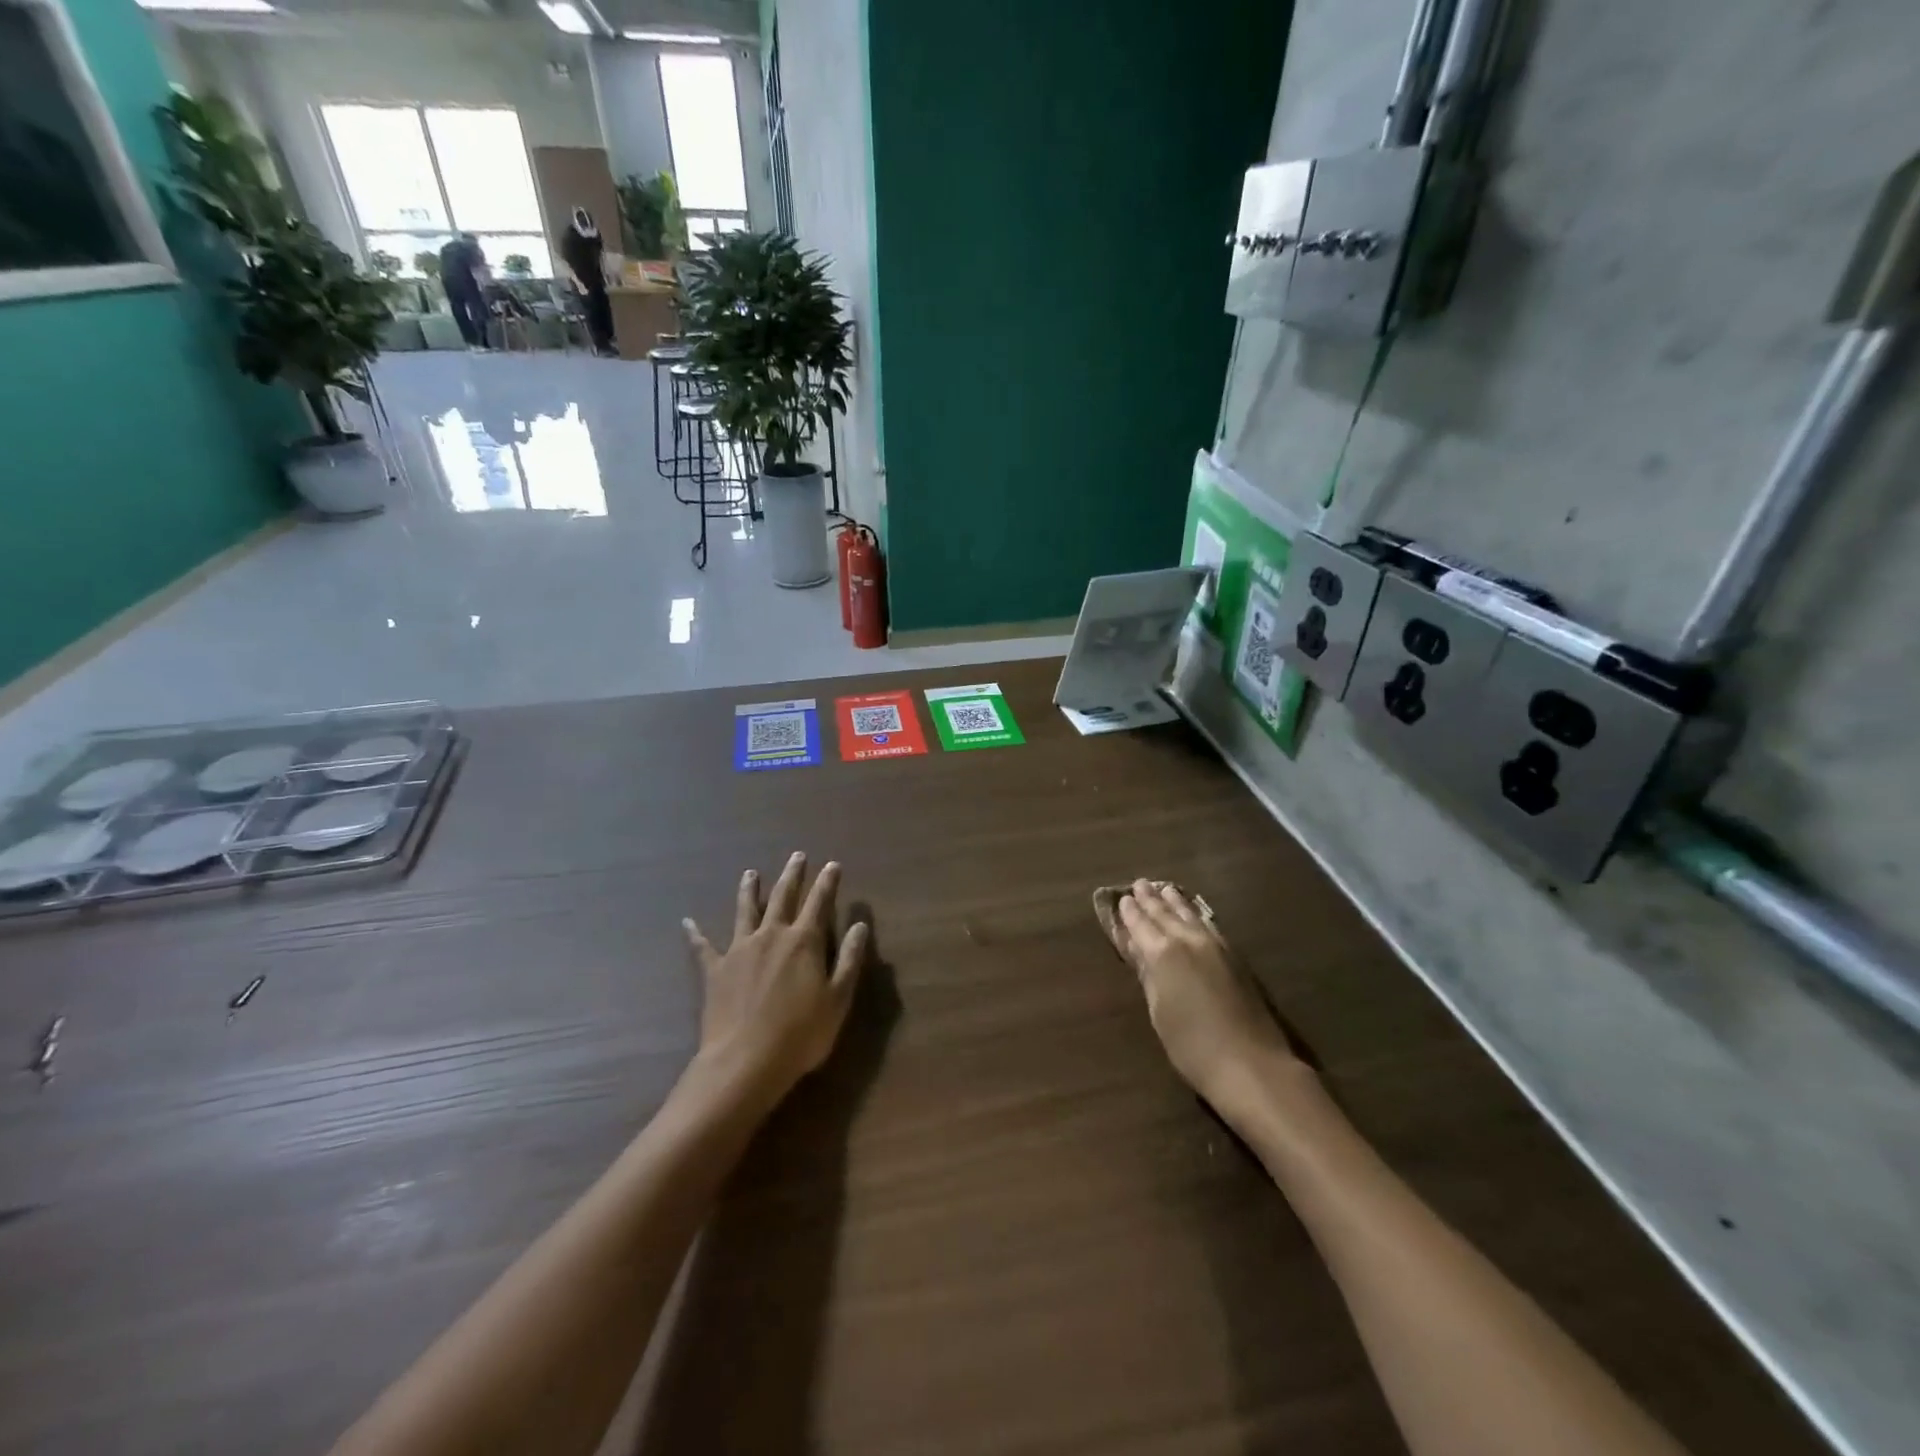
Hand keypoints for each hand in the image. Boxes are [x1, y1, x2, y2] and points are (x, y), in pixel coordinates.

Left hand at [683, 852, 867, 1100]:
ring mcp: (739, 950)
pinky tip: (687, 922)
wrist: (744, 1062)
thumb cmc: (801, 1034)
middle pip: (783, 897)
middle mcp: (771, 935)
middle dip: (792, 875)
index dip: (827, 882)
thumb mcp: (838, 999)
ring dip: (749, 890)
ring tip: (751, 873)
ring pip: (745, 911)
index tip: (832, 864)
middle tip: (797, 855)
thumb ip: (849, 959)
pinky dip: (695, 933)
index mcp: (803, 941)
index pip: (819, 902)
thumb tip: (860, 925)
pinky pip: (703, 947)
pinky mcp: (715, 970)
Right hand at [1116, 880, 1302, 1107]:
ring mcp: (1215, 946)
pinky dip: (1197, 913)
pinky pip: (1209, 924)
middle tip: (1140, 884)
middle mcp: (1188, 940)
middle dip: (1151, 899)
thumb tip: (1137, 948)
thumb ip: (1147, 974)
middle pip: (1165, 914)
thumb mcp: (1159, 1011)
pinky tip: (1195, 913)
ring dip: (1175, 901)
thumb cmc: (1192, 1046)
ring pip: (1190, 915)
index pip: (1140, 925)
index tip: (1123, 899)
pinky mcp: (1235, 956)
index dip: (1130, 913)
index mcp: (1162, 953)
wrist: (1251, 1064)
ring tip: (1164, 888)